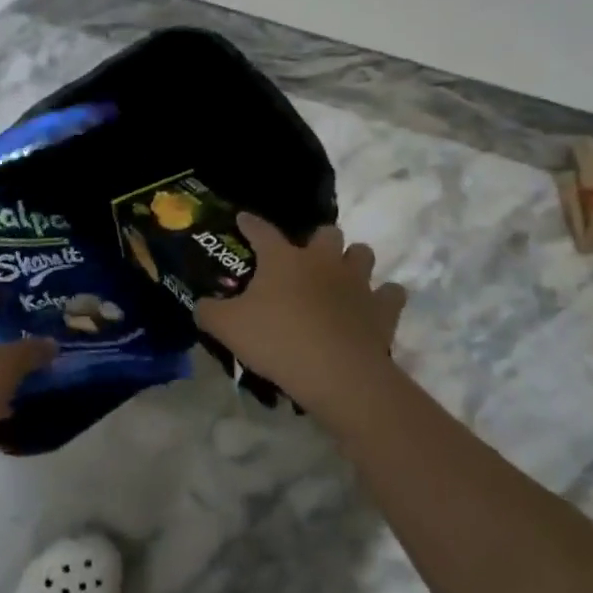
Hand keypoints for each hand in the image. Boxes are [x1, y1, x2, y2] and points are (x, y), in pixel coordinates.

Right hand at [196, 215, 405, 421]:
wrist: (337, 374)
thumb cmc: (277, 341)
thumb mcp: (226, 328)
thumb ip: (208, 311)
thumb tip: (201, 305)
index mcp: (283, 259)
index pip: (261, 230)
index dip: (250, 224)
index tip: (243, 219)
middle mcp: (323, 261)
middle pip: (327, 233)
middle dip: (318, 241)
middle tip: (305, 261)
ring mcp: (357, 283)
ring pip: (362, 254)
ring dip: (352, 261)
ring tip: (340, 279)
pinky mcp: (383, 310)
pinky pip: (391, 293)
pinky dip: (383, 298)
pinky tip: (372, 307)